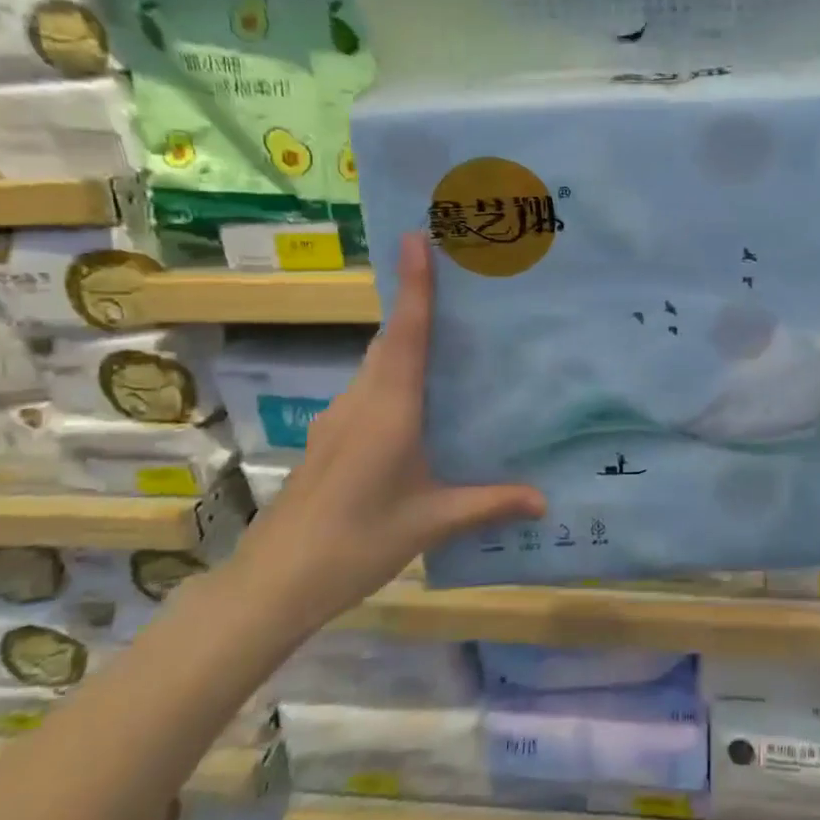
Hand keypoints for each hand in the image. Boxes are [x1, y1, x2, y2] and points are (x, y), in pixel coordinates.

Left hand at [230, 232, 544, 633]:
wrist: (274, 582)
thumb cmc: (358, 541)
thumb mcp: (432, 521)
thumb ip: (489, 504)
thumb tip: (545, 501)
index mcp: (390, 409)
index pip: (407, 334)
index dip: (415, 285)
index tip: (416, 237)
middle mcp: (361, 401)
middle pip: (390, 339)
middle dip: (416, 304)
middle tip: (455, 280)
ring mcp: (338, 418)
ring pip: (377, 364)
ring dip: (405, 341)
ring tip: (448, 338)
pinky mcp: (329, 437)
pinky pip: (369, 388)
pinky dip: (393, 375)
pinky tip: (417, 403)